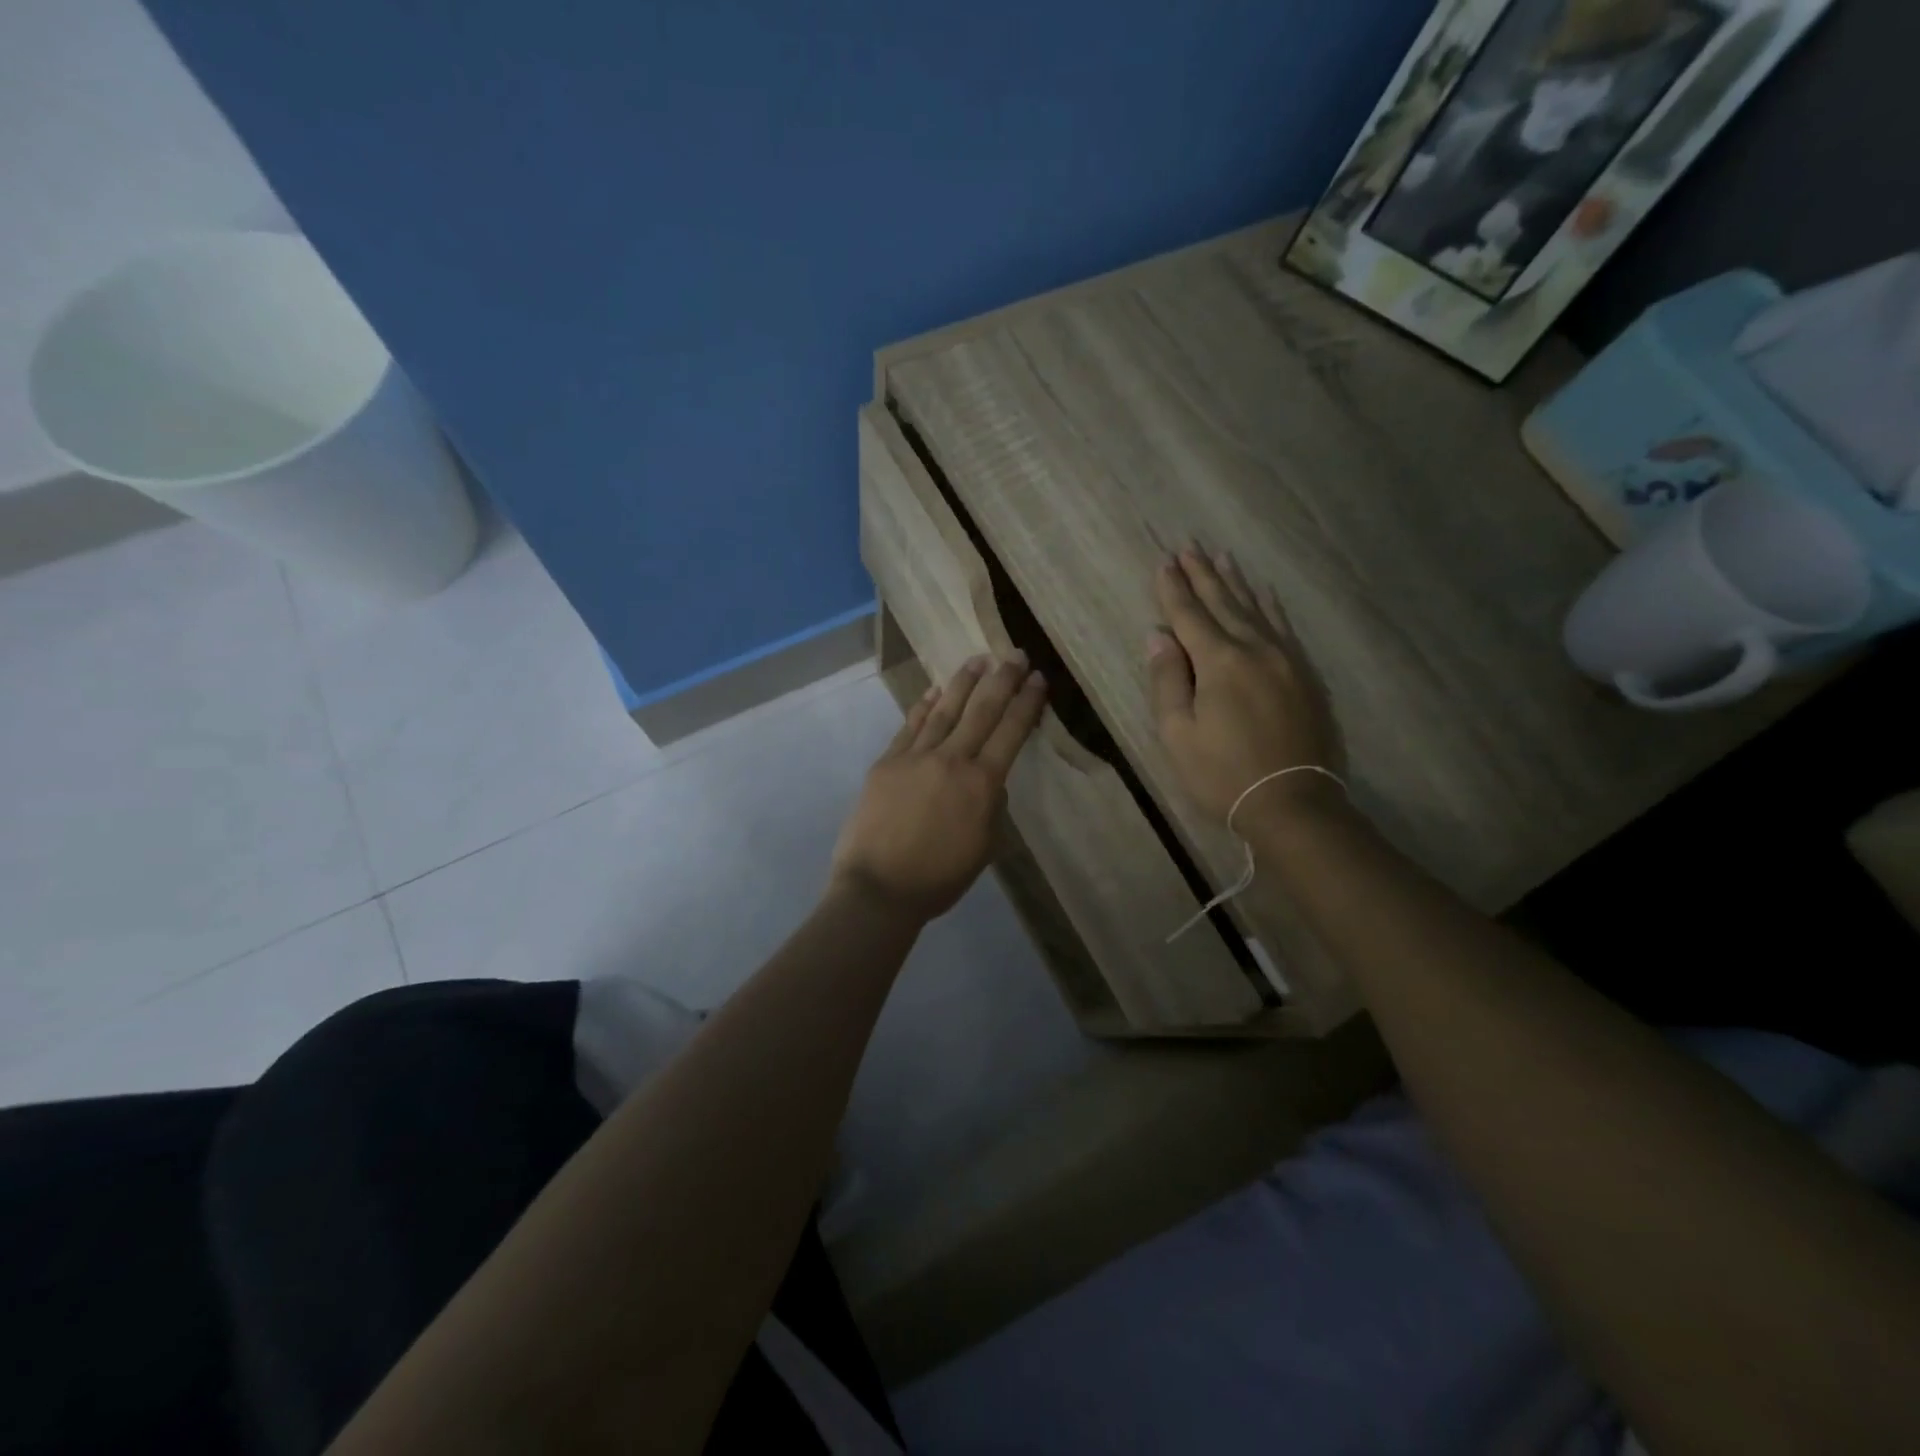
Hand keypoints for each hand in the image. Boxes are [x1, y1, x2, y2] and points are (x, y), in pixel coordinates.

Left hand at [831, 654, 1046, 921]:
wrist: (878, 888)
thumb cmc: (938, 878)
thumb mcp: (983, 848)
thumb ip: (991, 808)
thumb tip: (990, 782)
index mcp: (981, 784)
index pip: (1011, 732)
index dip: (1026, 703)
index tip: (1037, 678)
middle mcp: (951, 760)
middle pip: (981, 711)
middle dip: (1002, 680)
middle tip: (1015, 653)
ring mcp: (915, 757)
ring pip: (944, 710)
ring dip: (963, 683)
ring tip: (978, 660)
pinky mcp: (887, 762)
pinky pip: (909, 726)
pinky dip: (923, 706)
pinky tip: (933, 691)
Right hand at [1146, 546, 1343, 828]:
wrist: (1293, 803)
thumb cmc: (1222, 774)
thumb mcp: (1178, 733)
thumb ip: (1167, 679)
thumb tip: (1158, 635)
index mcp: (1220, 662)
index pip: (1190, 616)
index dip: (1174, 589)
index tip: (1163, 562)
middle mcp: (1256, 649)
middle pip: (1225, 604)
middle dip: (1203, 575)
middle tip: (1189, 547)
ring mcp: (1286, 660)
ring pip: (1257, 610)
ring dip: (1236, 584)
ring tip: (1222, 558)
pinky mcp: (1305, 676)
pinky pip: (1284, 628)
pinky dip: (1271, 607)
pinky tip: (1265, 595)